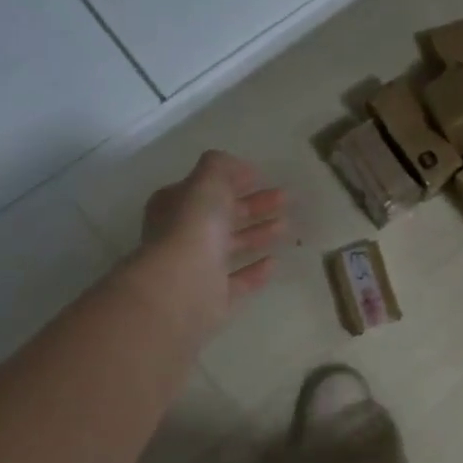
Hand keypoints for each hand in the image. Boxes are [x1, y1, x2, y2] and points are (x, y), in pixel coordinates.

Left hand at [133, 151, 284, 336]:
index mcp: (175, 206)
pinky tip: (275, 261)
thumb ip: (220, 167)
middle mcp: (183, 235)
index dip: (231, 180)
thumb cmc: (192, 228)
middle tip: (286, 198)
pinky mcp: (212, 297)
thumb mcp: (207, 183)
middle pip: (223, 216)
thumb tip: (235, 165)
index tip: (261, 176)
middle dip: (254, 205)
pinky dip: (255, 270)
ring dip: (258, 234)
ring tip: (287, 226)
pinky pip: (238, 280)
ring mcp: (197, 268)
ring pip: (231, 246)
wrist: (181, 288)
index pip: (205, 188)